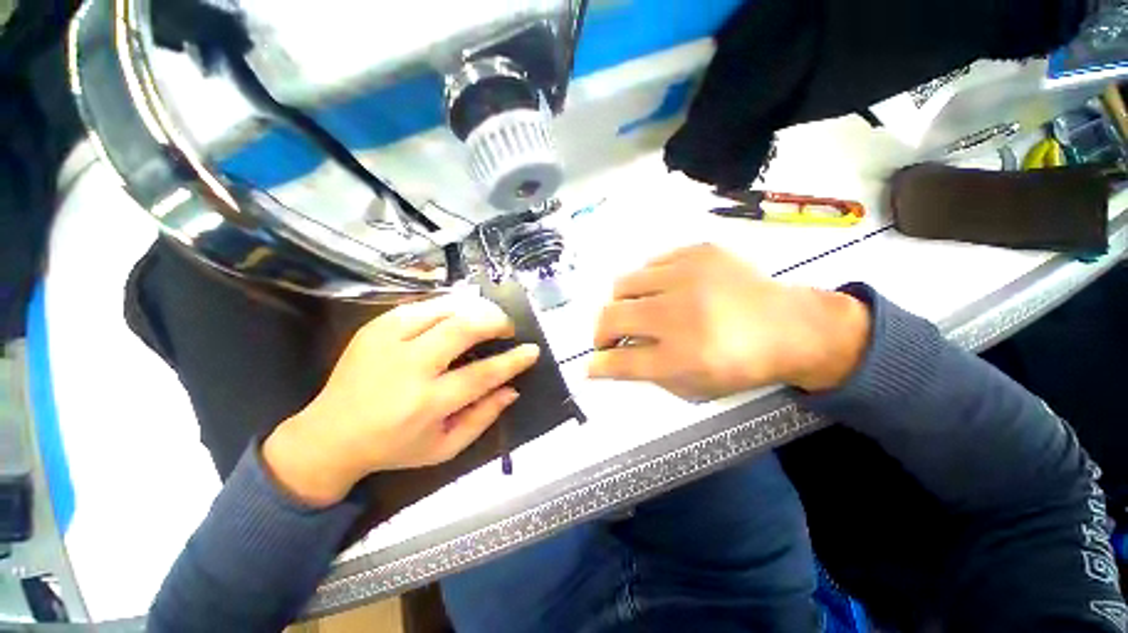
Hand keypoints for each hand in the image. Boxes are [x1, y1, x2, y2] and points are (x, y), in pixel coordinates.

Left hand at [263, 294, 539, 507]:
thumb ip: (483, 417)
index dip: (513, 360)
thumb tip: (512, 389)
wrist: (329, 435)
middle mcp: (407, 367)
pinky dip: (449, 306)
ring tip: (487, 318)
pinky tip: (459, 315)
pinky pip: (423, 305)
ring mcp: (387, 341)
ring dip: (475, 309)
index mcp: (426, 404)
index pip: (482, 374)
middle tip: (508, 327)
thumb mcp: (444, 447)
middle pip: (463, 328)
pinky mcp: (375, 327)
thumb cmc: (394, 446)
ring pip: (444, 308)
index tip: (532, 350)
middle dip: (496, 321)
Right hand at [589, 244, 870, 399]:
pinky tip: (662, 291)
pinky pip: (651, 264)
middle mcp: (681, 313)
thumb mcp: (694, 385)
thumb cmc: (741, 364)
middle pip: (612, 317)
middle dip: (600, 332)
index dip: (599, 365)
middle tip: (608, 338)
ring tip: (634, 311)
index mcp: (684, 356)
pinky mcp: (698, 252)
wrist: (791, 326)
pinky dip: (647, 282)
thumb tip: (608, 361)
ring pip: (623, 284)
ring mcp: (689, 275)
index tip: (591, 365)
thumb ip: (647, 372)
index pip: (621, 361)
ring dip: (620, 304)